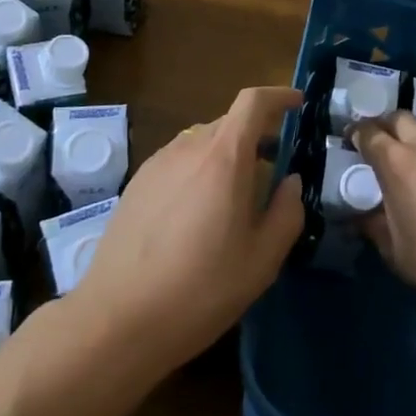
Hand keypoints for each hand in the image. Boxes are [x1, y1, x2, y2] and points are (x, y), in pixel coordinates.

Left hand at [71, 86, 303, 374]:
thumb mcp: (262, 260)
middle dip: (256, 137)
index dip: (278, 96)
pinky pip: (178, 161)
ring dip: (226, 156)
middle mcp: (189, 148)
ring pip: (202, 143)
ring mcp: (158, 163)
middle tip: (273, 172)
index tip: (298, 104)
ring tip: (235, 199)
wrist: (118, 319)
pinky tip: (197, 216)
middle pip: (229, 123)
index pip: (253, 102)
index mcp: (224, 157)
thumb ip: (286, 213)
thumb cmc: (201, 289)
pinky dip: (199, 171)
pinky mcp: (137, 183)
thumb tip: (290, 183)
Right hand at [352, 110, 415, 316]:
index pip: (369, 132)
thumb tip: (360, 217)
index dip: (355, 134)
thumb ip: (373, 225)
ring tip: (403, 164)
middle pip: (399, 118)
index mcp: (398, 162)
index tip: (348, 142)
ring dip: (409, 138)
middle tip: (374, 147)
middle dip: (383, 126)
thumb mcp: (394, 249)